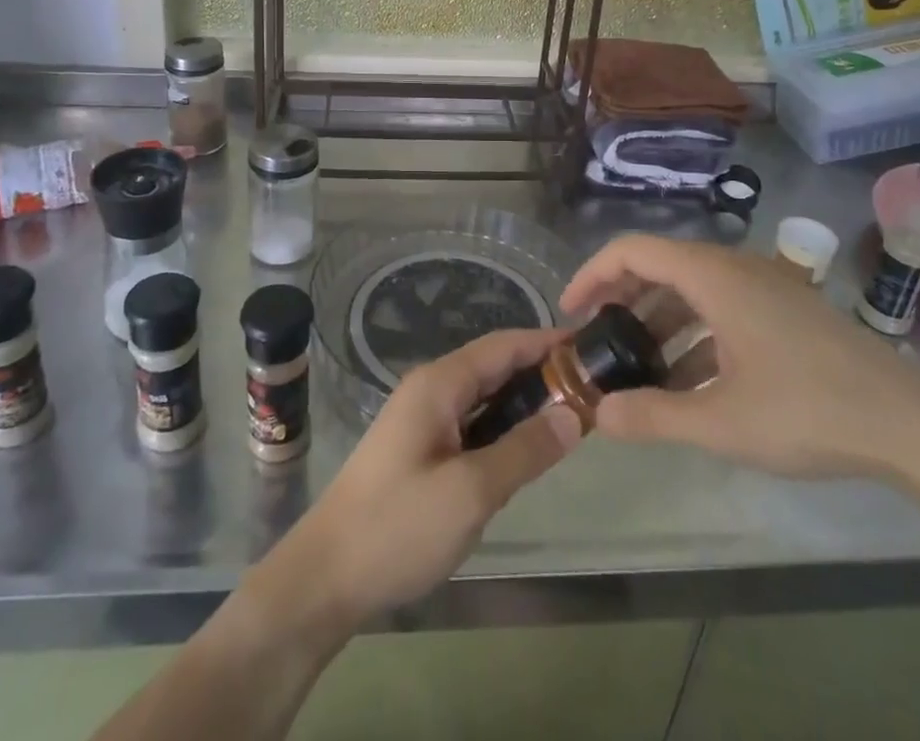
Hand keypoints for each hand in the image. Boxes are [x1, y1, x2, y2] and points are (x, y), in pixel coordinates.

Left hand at [260, 328, 582, 630]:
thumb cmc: (398, 527)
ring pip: (484, 396)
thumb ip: (524, 450)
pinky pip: (471, 422)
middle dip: (541, 372)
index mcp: (439, 384)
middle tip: (593, 388)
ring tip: (572, 416)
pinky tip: (526, 448)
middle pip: (494, 366)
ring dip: (523, 401)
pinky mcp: (420, 449)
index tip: (592, 348)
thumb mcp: (471, 492)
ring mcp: (422, 419)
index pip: (503, 345)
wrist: (326, 577)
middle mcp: (431, 389)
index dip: (547, 342)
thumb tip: (574, 415)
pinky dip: (503, 426)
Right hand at [561, 233, 919, 479]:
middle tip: (597, 343)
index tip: (569, 313)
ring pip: (691, 291)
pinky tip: (688, 385)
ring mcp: (764, 287)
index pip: (631, 251)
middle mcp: (734, 268)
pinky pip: (721, 309)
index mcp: (713, 276)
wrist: (913, 426)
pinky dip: (694, 336)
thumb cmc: (810, 410)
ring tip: (636, 370)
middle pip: (659, 267)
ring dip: (658, 324)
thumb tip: (597, 414)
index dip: (591, 275)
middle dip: (622, 302)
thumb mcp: (722, 422)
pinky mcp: (784, 311)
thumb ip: (654, 416)